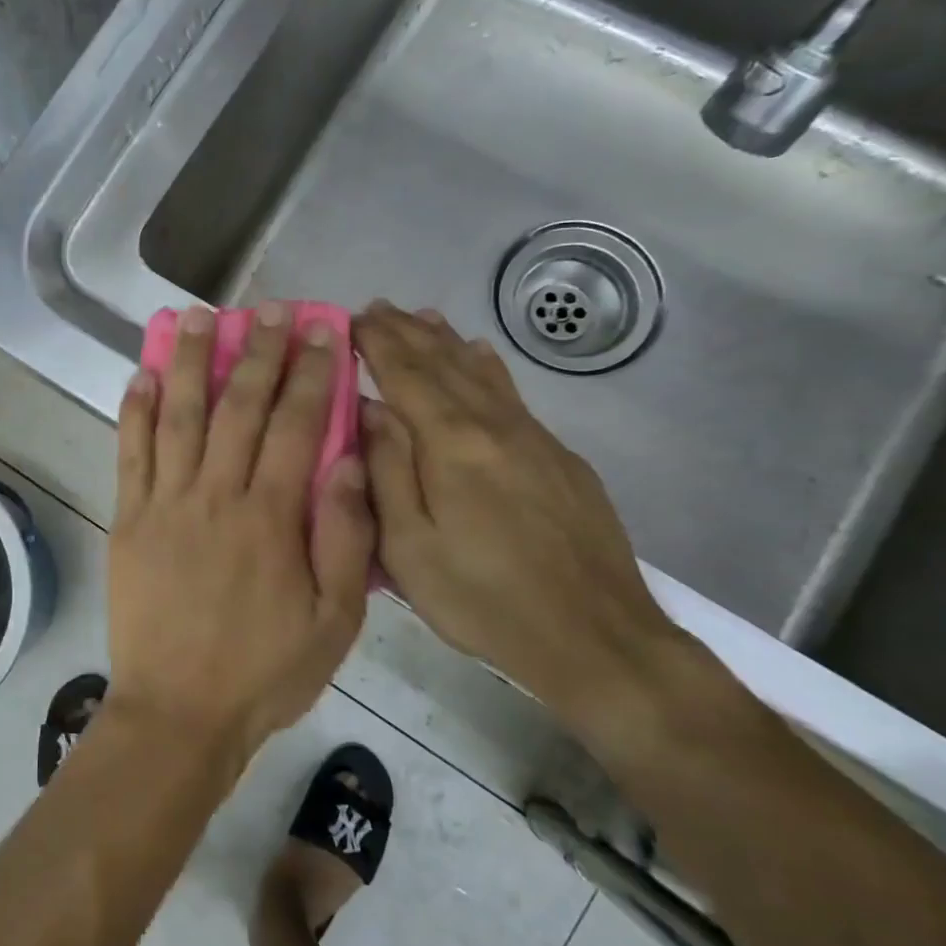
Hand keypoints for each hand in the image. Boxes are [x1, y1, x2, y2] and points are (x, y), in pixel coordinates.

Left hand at [109, 303, 373, 759]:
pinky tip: (141, 375)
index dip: (312, 373)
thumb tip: (346, 462)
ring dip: (189, 361)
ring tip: (198, 317)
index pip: (298, 425)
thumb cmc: (264, 672)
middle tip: (270, 309)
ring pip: (178, 416)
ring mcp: (165, 504)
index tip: (322, 330)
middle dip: (258, 351)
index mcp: (271, 517)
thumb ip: (344, 538)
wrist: (179, 713)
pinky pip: (130, 454)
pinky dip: (135, 412)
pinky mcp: (128, 521)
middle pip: (239, 407)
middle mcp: (216, 495)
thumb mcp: (334, 622)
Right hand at [354, 303, 684, 732]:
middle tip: (377, 308)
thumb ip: (388, 471)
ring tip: (422, 316)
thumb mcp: (410, 548)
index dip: (378, 343)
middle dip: (407, 332)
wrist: (594, 636)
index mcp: (452, 445)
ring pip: (482, 373)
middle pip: (445, 364)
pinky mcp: (561, 458)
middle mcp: (495, 426)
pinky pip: (512, 394)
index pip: (407, 375)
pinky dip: (487, 367)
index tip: (352, 318)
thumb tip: (371, 409)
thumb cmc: (483, 599)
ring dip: (446, 341)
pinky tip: (481, 356)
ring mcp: (534, 438)